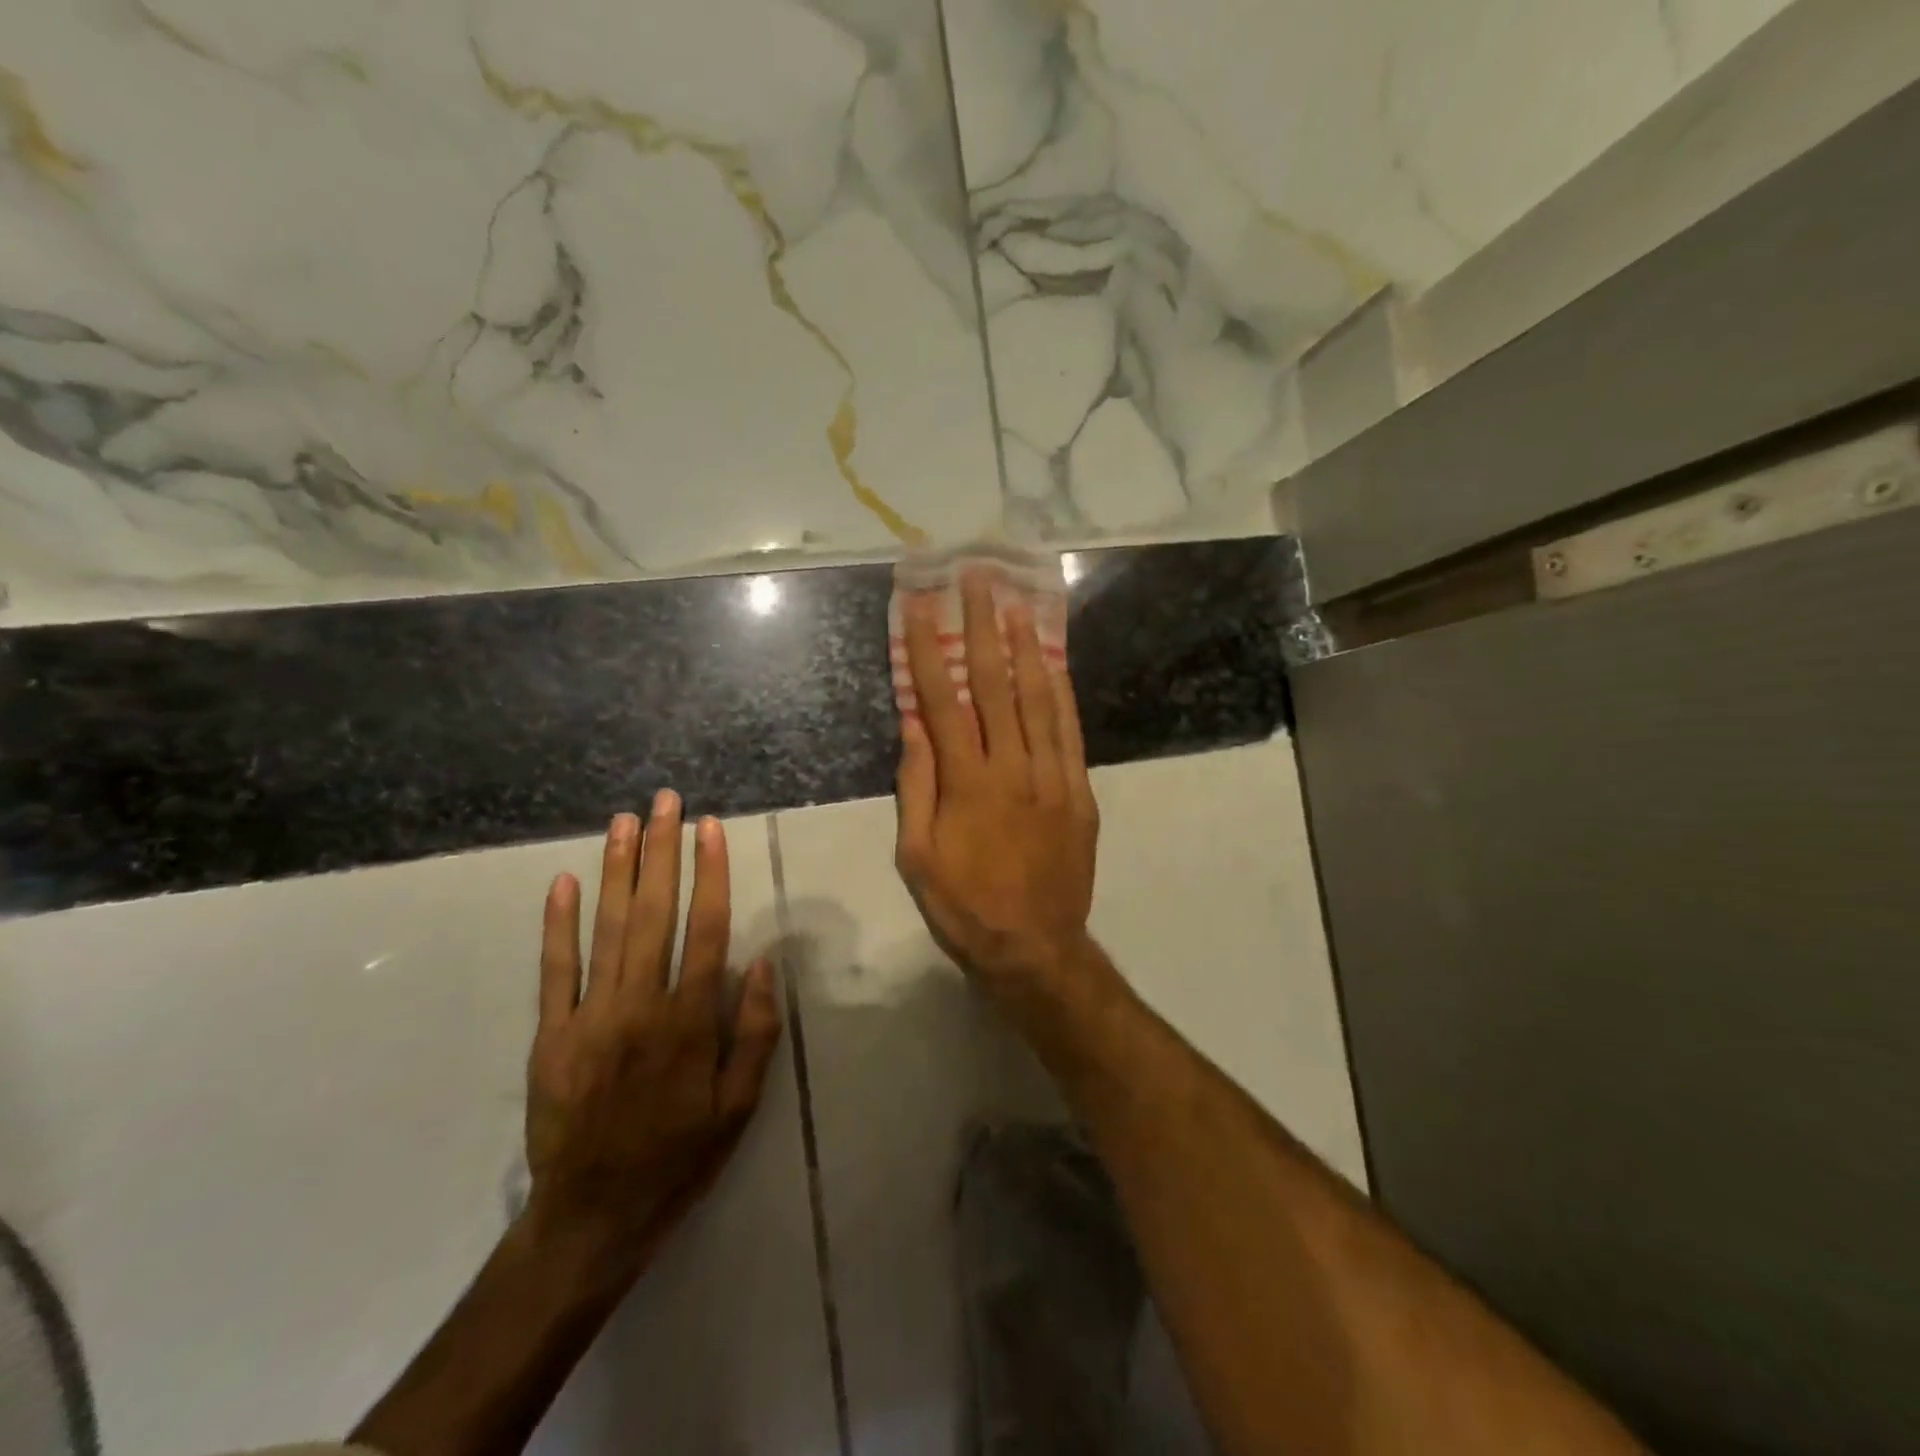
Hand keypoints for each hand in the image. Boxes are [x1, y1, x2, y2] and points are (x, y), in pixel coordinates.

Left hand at [523, 792, 782, 1277]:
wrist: (592, 1218)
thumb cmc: (679, 1158)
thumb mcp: (738, 1106)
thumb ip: (753, 1032)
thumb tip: (762, 962)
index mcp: (689, 1020)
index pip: (706, 928)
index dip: (709, 873)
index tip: (709, 829)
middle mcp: (640, 1005)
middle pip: (654, 913)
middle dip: (661, 852)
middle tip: (664, 802)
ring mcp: (590, 1016)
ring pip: (606, 929)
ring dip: (616, 871)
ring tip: (624, 823)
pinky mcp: (551, 1035)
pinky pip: (555, 970)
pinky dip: (558, 924)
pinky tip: (563, 883)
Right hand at [894, 569, 1100, 1014]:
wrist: (1034, 947)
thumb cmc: (964, 906)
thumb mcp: (917, 856)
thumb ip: (917, 786)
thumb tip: (913, 725)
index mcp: (965, 783)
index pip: (943, 701)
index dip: (928, 649)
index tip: (920, 606)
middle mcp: (1011, 768)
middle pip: (996, 685)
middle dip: (983, 627)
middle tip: (979, 580)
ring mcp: (1052, 777)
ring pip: (1039, 699)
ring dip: (1027, 647)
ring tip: (1018, 604)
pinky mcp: (1079, 792)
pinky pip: (1070, 732)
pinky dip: (1062, 692)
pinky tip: (1054, 662)